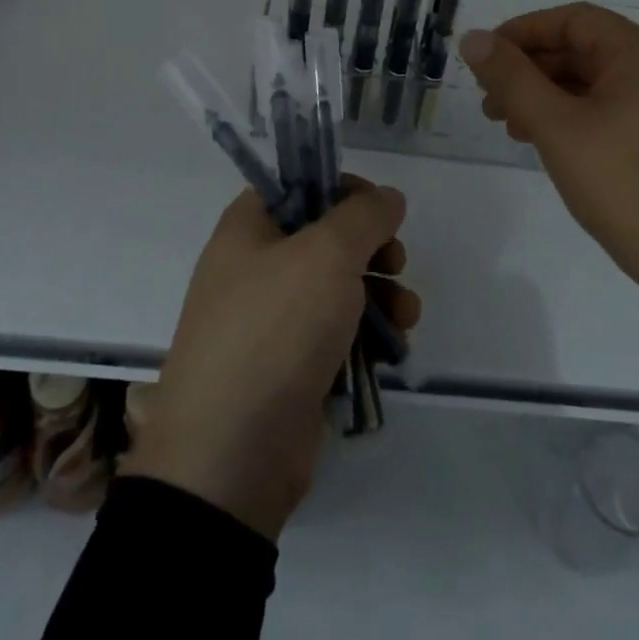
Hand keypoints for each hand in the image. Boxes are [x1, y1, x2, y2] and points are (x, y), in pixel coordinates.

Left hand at [121, 179, 417, 541]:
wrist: (232, 453)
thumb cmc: (275, 329)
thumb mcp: (326, 255)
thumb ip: (364, 216)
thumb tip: (387, 197)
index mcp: (248, 229)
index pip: (298, 186)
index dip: (342, 189)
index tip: (380, 209)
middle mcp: (256, 268)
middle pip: (325, 238)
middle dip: (372, 248)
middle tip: (395, 262)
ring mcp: (273, 322)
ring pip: (339, 289)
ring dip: (382, 294)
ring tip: (406, 315)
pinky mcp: (292, 367)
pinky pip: (337, 334)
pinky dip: (369, 335)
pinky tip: (396, 347)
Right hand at [460, 3, 638, 315]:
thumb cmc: (623, 184)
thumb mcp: (557, 128)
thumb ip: (512, 79)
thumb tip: (473, 39)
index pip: (573, 20)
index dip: (523, 32)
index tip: (486, 58)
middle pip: (584, 50)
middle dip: (531, 70)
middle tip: (489, 100)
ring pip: (596, 82)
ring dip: (548, 95)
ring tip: (510, 125)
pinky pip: (613, 108)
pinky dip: (575, 115)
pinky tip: (547, 141)